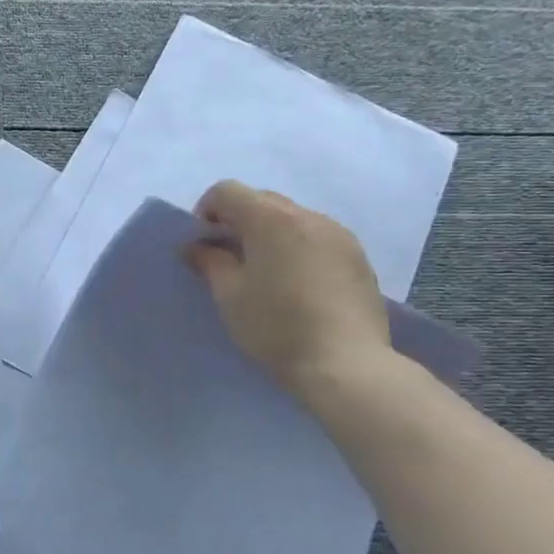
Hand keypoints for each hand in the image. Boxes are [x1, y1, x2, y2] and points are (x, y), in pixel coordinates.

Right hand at [183, 180, 392, 399]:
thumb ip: (209, 262)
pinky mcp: (357, 256)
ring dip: (269, 233)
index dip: (206, 211)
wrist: (345, 363)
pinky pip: (317, 236)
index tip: (203, 244)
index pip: (227, 191)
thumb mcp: (229, 296)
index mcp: (271, 219)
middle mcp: (307, 216)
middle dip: (238, 220)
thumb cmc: (275, 326)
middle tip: (228, 258)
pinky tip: (296, 284)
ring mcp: (338, 234)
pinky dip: (297, 247)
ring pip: (292, 217)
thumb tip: (195, 246)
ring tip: (264, 273)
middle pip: (261, 199)